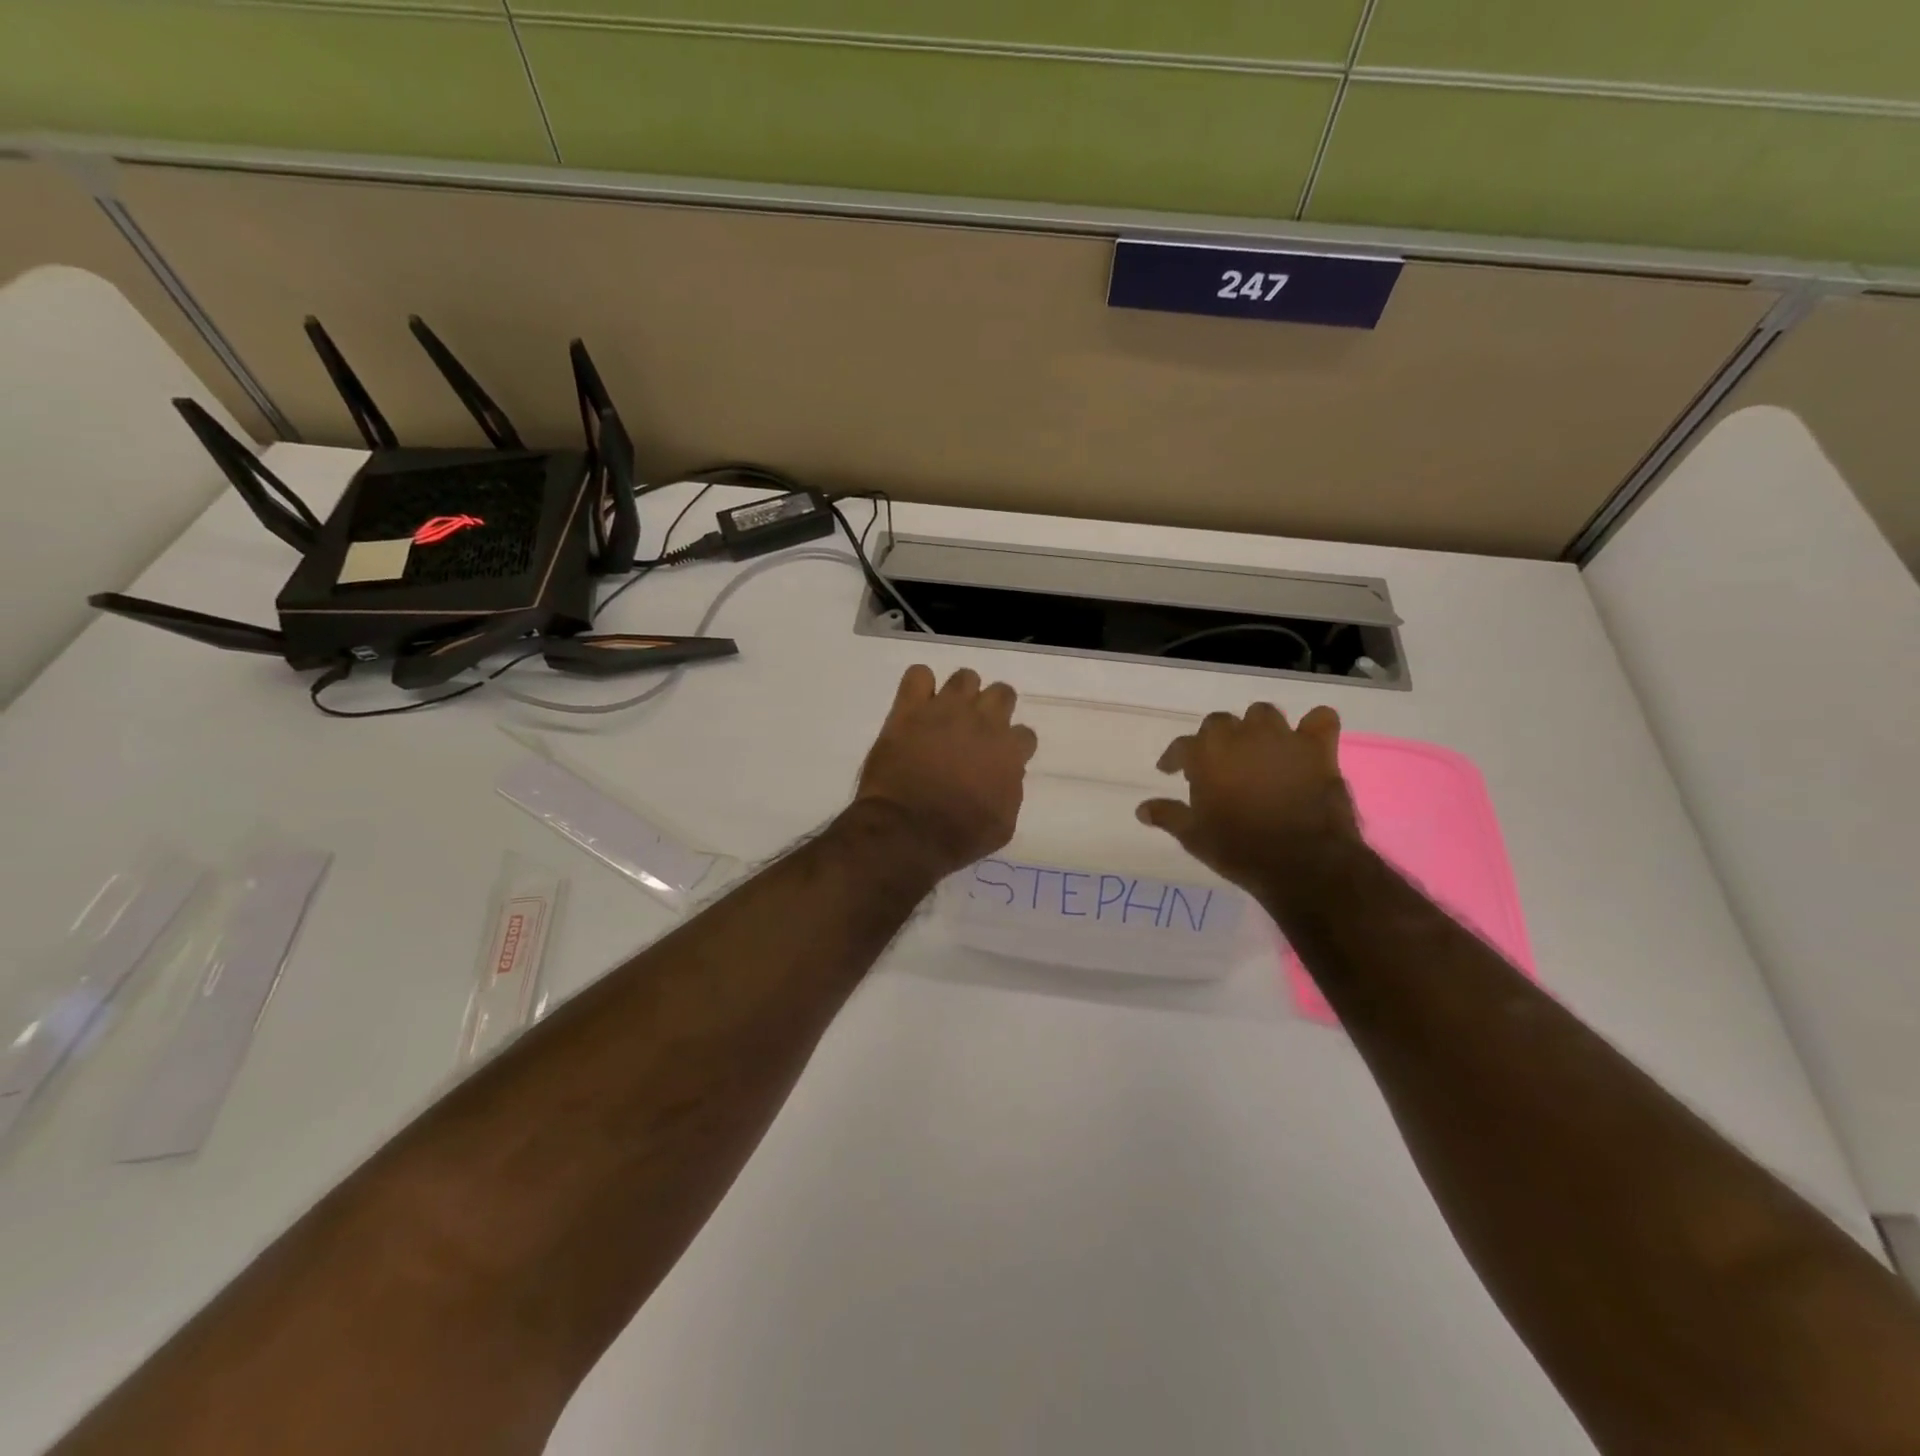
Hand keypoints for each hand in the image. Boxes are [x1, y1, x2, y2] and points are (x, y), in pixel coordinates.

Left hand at [854, 666, 1037, 875]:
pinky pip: (918, 675)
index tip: (998, 761)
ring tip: (946, 715)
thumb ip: (1011, 791)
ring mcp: (945, 709)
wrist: (907, 831)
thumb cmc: (958, 836)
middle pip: (1002, 693)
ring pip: (965, 678)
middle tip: (976, 732)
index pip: (1024, 734)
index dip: (1012, 747)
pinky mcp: (910, 708)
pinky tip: (916, 705)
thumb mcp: (1003, 825)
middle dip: (993, 710)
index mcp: (1009, 750)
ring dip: (961, 694)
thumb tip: (1006, 775)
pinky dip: (919, 686)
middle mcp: (983, 721)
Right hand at [1137, 703, 1360, 894]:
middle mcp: (1241, 736)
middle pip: (1219, 723)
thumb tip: (1142, 809)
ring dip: (1255, 728)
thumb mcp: (1194, 837)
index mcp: (1206, 754)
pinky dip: (1313, 726)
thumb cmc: (1239, 849)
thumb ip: (1168, 816)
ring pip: (1262, 714)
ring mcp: (1281, 738)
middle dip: (1214, 739)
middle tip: (1216, 764)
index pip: (1181, 746)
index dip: (1174, 759)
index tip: (1170, 771)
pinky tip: (1306, 741)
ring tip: (1255, 749)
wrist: (1302, 862)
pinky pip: (1319, 720)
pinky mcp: (1317, 749)